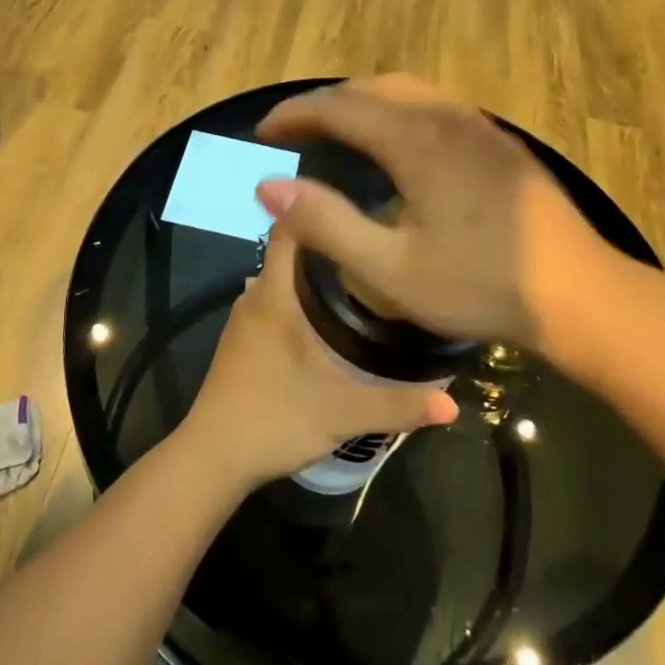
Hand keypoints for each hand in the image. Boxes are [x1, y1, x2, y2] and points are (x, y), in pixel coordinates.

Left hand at [182, 225, 456, 488]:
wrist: (212, 459)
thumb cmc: (274, 420)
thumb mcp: (343, 414)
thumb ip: (399, 406)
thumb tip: (453, 404)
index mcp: (275, 295)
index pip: (290, 227)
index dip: (319, 208)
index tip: (360, 205)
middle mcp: (255, 296)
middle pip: (289, 250)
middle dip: (329, 242)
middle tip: (376, 243)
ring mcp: (243, 319)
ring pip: (281, 277)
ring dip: (313, 272)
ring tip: (361, 275)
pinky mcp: (240, 341)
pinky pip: (273, 300)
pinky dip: (299, 296)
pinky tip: (328, 316)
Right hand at [253, 75, 611, 349]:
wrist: (580, 295)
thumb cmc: (480, 285)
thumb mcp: (390, 269)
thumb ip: (325, 223)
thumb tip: (267, 185)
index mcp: (417, 141)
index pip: (340, 107)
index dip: (295, 114)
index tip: (263, 133)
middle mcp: (447, 117)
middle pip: (373, 87)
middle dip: (326, 103)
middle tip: (294, 134)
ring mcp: (479, 126)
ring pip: (407, 91)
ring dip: (363, 103)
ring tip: (336, 133)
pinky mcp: (499, 142)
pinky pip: (434, 106)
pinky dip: (396, 111)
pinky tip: (396, 146)